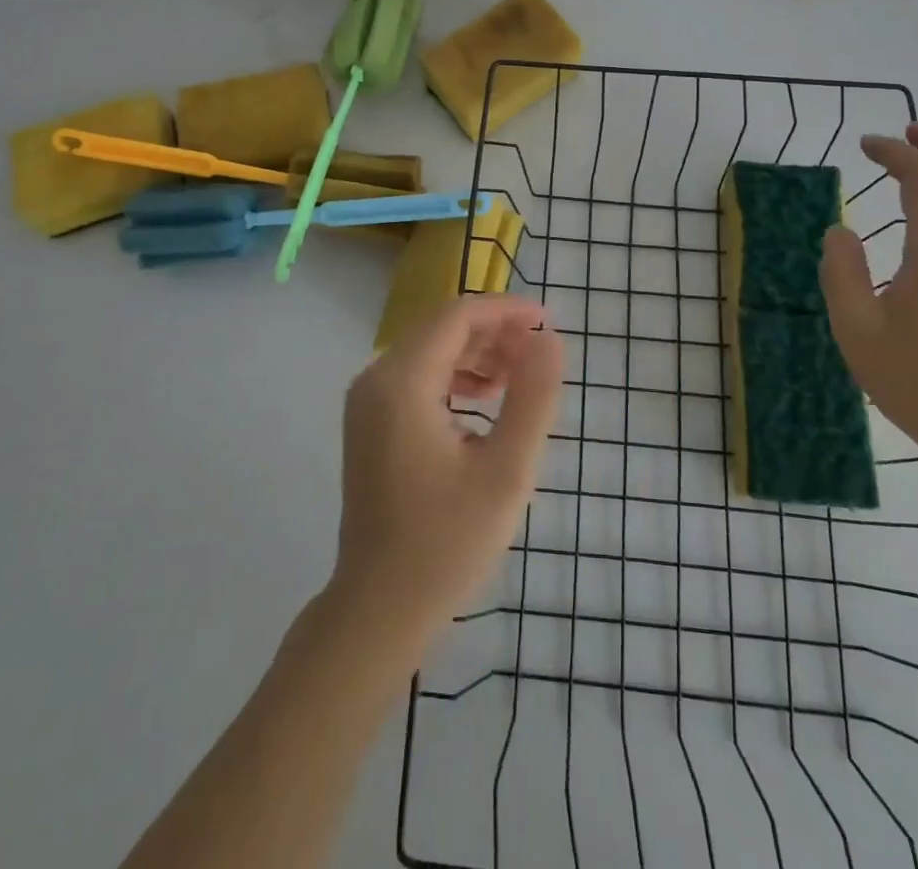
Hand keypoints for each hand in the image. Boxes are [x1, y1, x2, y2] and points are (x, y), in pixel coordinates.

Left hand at [330, 295, 563, 647]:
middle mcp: (376, 379)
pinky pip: (416, 377)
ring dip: (476, 354)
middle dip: (493, 332)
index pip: (457, 316)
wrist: (381, 606)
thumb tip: (550, 340)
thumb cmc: (447, 541)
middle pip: (441, 328)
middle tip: (539, 354)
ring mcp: (367, 401)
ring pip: (429, 350)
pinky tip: (485, 400)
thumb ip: (532, 398)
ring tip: (519, 377)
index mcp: (402, 382)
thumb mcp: (506, 470)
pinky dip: (453, 377)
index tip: (549, 324)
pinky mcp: (370, 422)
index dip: (505, 311)